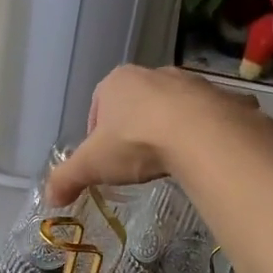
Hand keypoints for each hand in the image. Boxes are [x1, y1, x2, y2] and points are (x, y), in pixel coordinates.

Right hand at [47, 66, 263, 205]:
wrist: (201, 134)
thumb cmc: (136, 141)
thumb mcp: (92, 165)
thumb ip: (67, 179)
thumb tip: (49, 198)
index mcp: (117, 83)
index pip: (98, 105)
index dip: (98, 132)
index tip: (105, 158)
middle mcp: (153, 74)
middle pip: (138, 103)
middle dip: (136, 128)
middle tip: (136, 160)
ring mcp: (192, 82)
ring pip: (175, 107)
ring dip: (170, 128)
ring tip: (170, 159)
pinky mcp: (223, 97)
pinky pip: (211, 116)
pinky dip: (206, 132)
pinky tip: (204, 155)